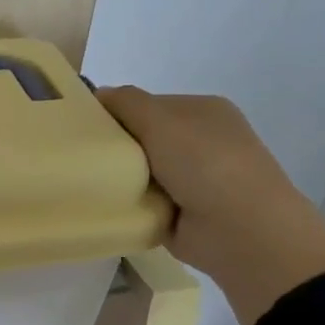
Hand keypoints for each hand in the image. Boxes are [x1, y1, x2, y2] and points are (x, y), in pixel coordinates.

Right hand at [97, 88, 324, 324]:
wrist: (241, 231)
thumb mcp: (162, 120)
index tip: (84, 126)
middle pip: (142, 138)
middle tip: (83, 156)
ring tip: (88, 183)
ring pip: (139, 172)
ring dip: (119, 179)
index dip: (116, 112)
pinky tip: (106, 207)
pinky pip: (142, 203)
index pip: (147, 104)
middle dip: (115, 147)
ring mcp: (192, 180)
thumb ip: (127, 102)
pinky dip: (127, 206)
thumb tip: (98, 94)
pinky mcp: (180, 214)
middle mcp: (200, 142)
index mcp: (202, 112)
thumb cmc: (205, 163)